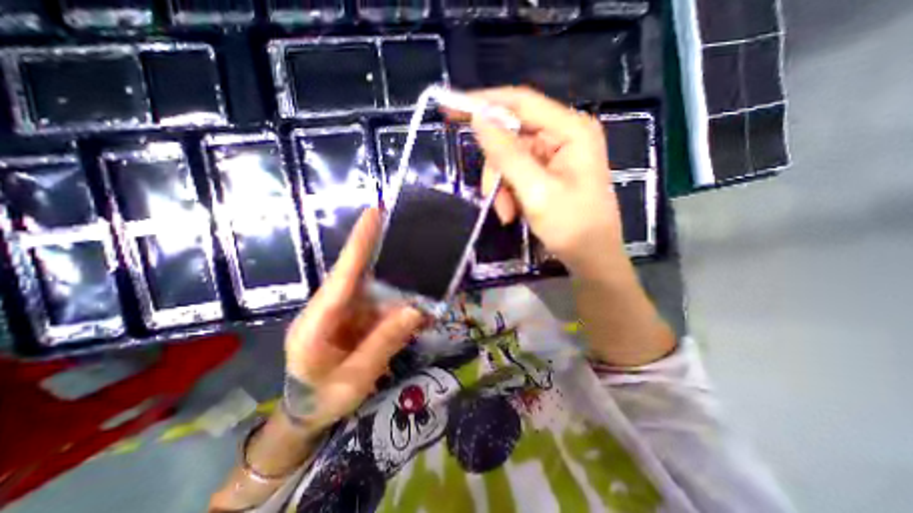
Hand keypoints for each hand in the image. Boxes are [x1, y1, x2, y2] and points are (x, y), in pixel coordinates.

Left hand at [284, 206, 423, 433]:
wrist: (306, 413)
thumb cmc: (323, 399)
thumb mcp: (355, 378)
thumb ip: (383, 343)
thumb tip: (414, 309)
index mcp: (317, 322)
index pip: (342, 276)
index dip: (359, 244)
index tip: (373, 214)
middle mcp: (329, 308)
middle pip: (359, 273)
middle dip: (381, 252)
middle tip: (408, 233)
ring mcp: (342, 311)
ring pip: (373, 288)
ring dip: (398, 283)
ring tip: (423, 275)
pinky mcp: (353, 316)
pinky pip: (378, 303)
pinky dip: (398, 302)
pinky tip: (416, 306)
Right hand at [460, 85, 625, 275]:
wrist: (591, 257)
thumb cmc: (572, 227)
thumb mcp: (536, 192)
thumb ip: (507, 154)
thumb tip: (479, 118)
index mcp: (570, 130)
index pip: (521, 103)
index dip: (485, 102)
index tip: (452, 107)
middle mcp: (563, 136)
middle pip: (511, 137)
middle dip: (497, 170)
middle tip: (490, 197)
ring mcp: (555, 155)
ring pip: (509, 160)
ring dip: (501, 188)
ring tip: (507, 214)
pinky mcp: (548, 172)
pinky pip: (516, 174)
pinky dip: (508, 194)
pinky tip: (513, 213)